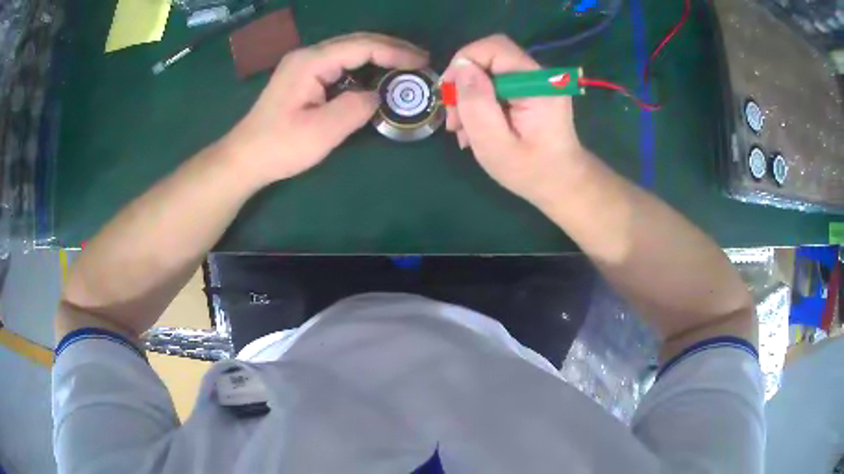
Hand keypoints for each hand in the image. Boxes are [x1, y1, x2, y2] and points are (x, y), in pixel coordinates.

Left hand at [220, 33, 428, 185]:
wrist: (244, 158)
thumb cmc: (279, 146)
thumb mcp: (322, 131)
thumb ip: (356, 108)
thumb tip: (377, 96)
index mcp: (311, 62)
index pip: (362, 46)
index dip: (395, 52)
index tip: (422, 63)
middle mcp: (308, 55)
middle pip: (357, 42)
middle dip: (392, 49)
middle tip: (421, 60)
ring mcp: (303, 65)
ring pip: (349, 51)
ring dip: (379, 55)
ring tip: (407, 66)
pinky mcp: (303, 77)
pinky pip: (340, 64)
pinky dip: (364, 66)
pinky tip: (377, 75)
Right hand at [442, 35, 586, 206]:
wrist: (562, 184)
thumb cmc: (531, 172)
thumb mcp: (495, 144)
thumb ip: (477, 104)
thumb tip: (461, 68)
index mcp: (537, 84)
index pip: (494, 48)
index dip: (464, 62)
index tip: (448, 94)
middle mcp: (540, 76)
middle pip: (489, 58)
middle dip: (463, 84)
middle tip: (453, 120)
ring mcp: (537, 83)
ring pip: (490, 72)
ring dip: (469, 97)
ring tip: (462, 131)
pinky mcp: (532, 91)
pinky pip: (497, 85)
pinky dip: (481, 103)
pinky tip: (475, 128)